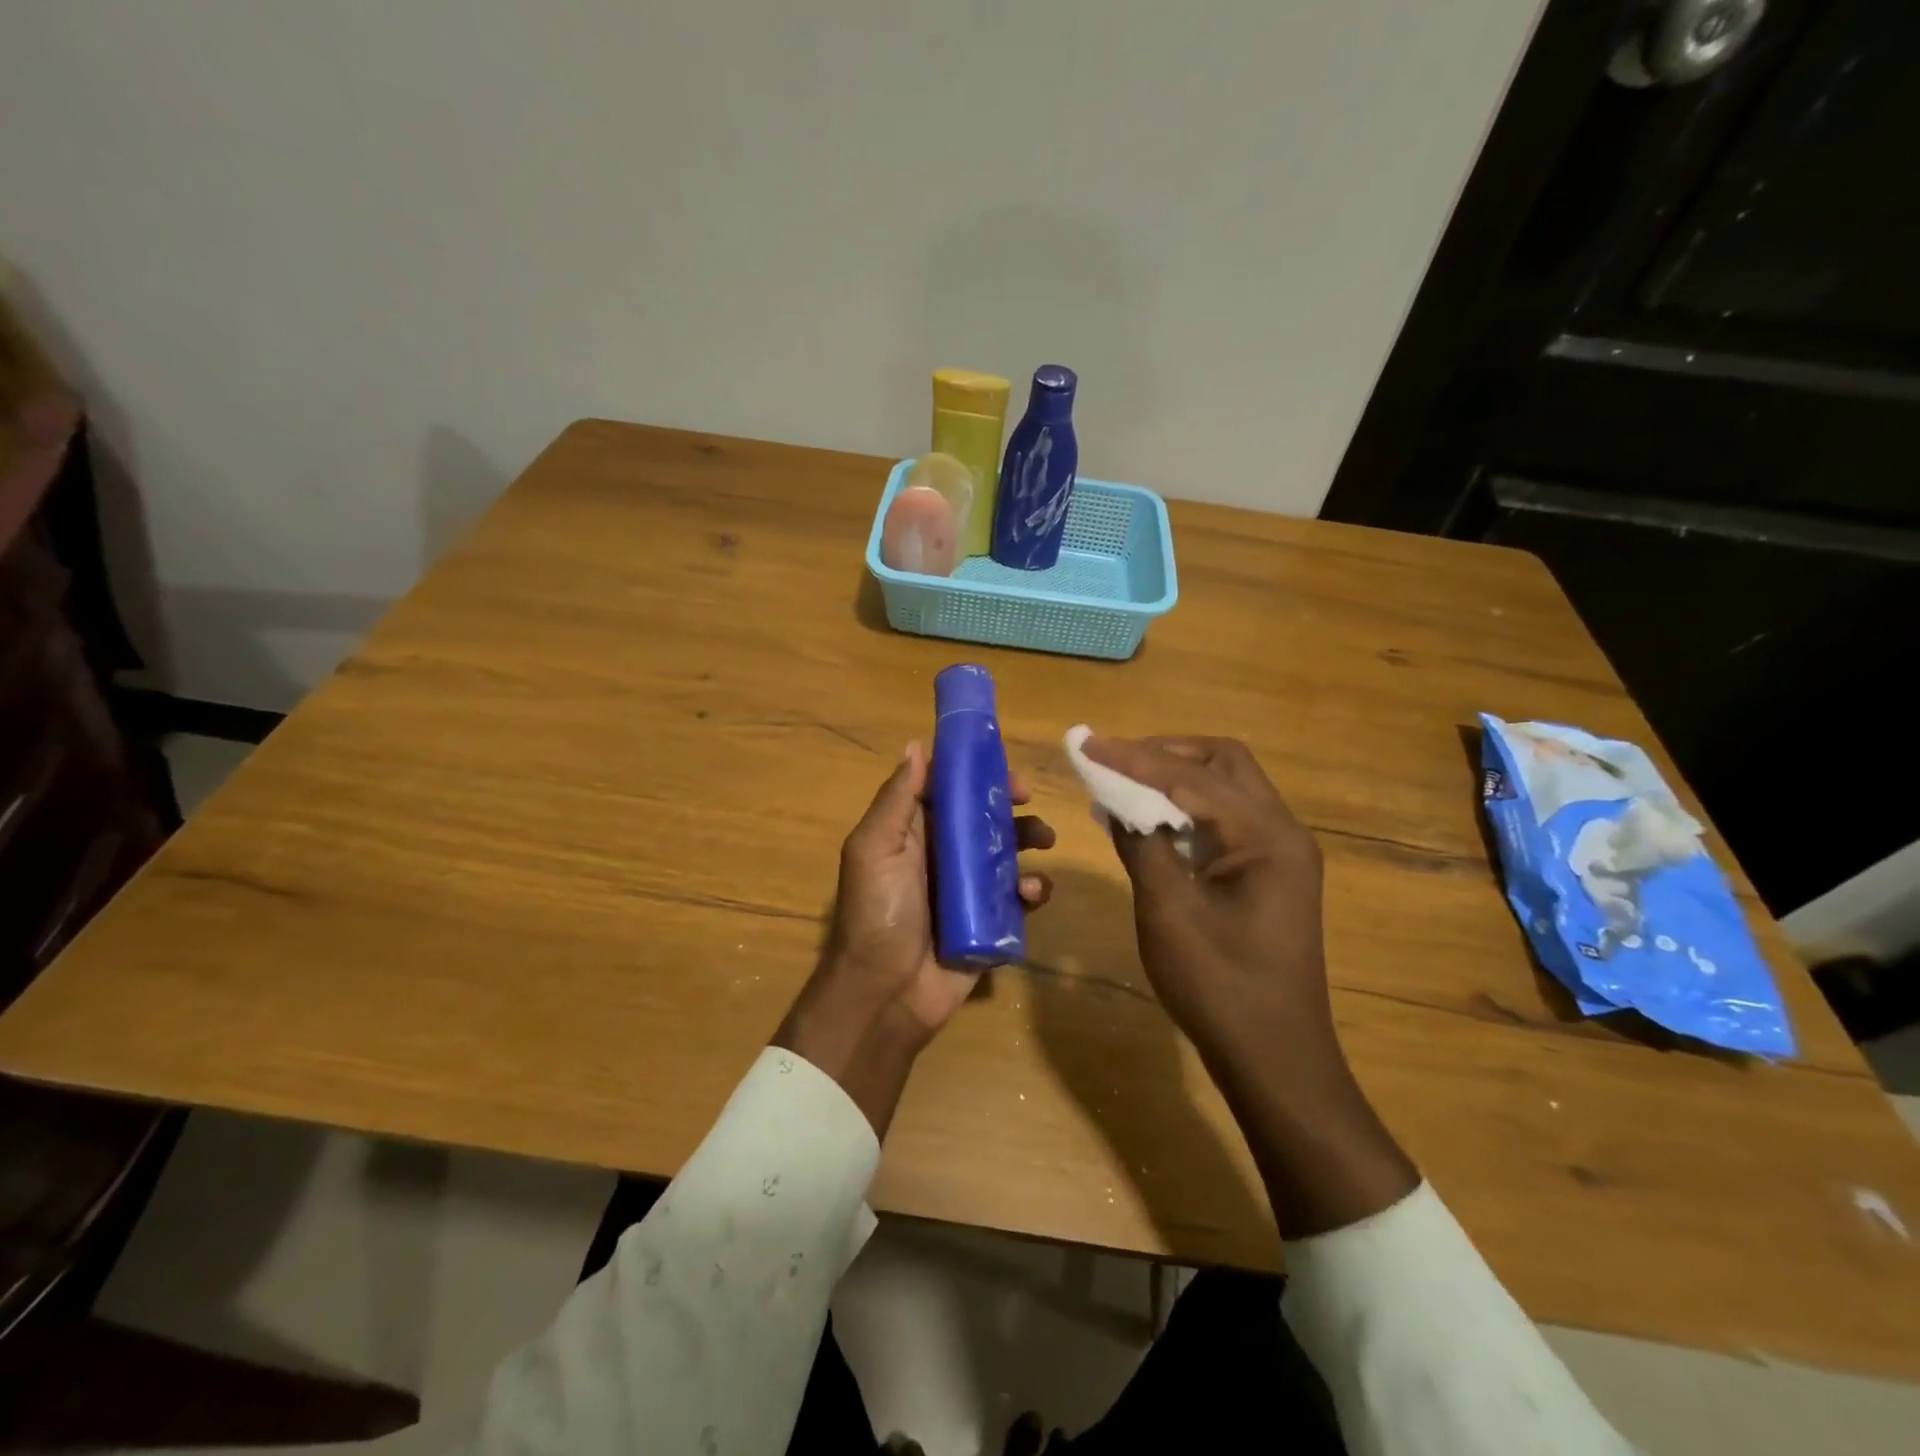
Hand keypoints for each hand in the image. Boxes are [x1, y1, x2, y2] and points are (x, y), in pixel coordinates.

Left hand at [774, 741, 1053, 1136]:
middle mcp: (942, 856)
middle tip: (1028, 800)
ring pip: (1007, 853)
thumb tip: (916, 745)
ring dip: (1029, 839)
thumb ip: (898, 798)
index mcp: (913, 833)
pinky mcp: (990, 923)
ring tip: (1044, 841)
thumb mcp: (875, 848)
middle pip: (983, 817)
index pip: (947, 790)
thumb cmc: (878, 912)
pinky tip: (1032, 893)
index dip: (974, 772)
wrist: (885, 994)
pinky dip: (1033, 889)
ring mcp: (968, 891)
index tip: (1000, 764)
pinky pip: (1019, 898)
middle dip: (1009, 805)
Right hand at [1082, 735, 1417, 1237]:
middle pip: (1222, 764)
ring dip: (1175, 780)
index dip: (1133, 757)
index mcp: (1266, 836)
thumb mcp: (1168, 911)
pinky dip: (1186, 811)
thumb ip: (1142, 845)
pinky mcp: (1268, 875)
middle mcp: (1282, 833)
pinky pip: (1225, 822)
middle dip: (1164, 754)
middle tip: (1113, 761)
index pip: (1190, 776)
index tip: (1085, 744)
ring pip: (1225, 790)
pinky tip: (1148, 822)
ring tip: (1122, 784)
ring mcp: (1279, 854)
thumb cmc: (1220, 987)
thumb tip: (1116, 801)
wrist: (1275, 1060)